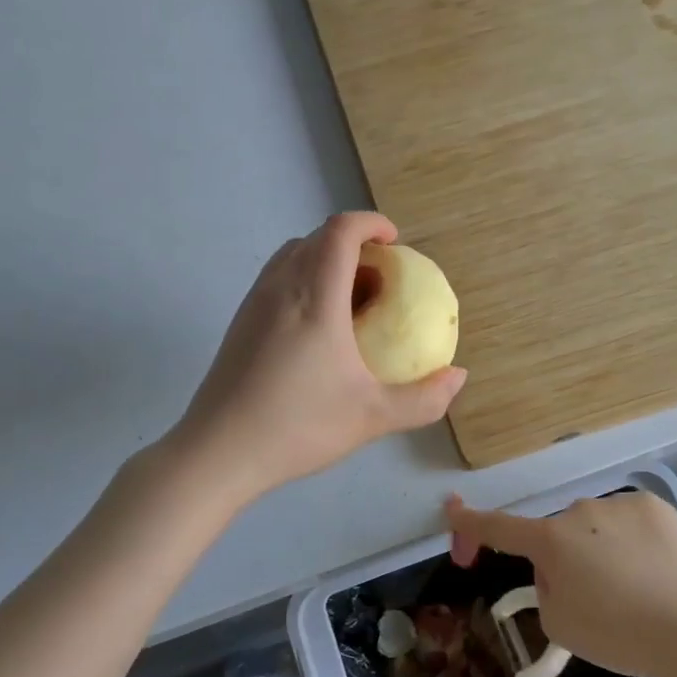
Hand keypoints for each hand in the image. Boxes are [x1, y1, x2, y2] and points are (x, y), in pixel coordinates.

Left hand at [169, 213, 465, 504]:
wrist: (218, 452)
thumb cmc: (298, 427)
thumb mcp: (373, 417)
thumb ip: (423, 398)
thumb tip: (457, 376)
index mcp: (314, 298)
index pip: (340, 232)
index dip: (371, 224)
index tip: (395, 243)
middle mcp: (280, 288)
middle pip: (316, 239)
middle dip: (354, 245)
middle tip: (381, 281)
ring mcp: (253, 304)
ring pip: (292, 257)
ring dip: (325, 262)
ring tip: (351, 303)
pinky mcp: (239, 324)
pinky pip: (276, 281)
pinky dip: (304, 282)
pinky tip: (317, 331)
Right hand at [445, 491, 676, 676]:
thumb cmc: (619, 633)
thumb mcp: (561, 625)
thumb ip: (546, 590)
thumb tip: (560, 570)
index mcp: (550, 541)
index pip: (499, 527)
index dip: (471, 522)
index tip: (452, 509)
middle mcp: (579, 511)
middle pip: (560, 535)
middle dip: (566, 559)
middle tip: (597, 599)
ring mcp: (619, 503)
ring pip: (596, 526)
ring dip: (603, 548)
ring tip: (637, 588)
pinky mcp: (654, 504)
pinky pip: (629, 521)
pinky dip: (634, 540)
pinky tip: (656, 569)